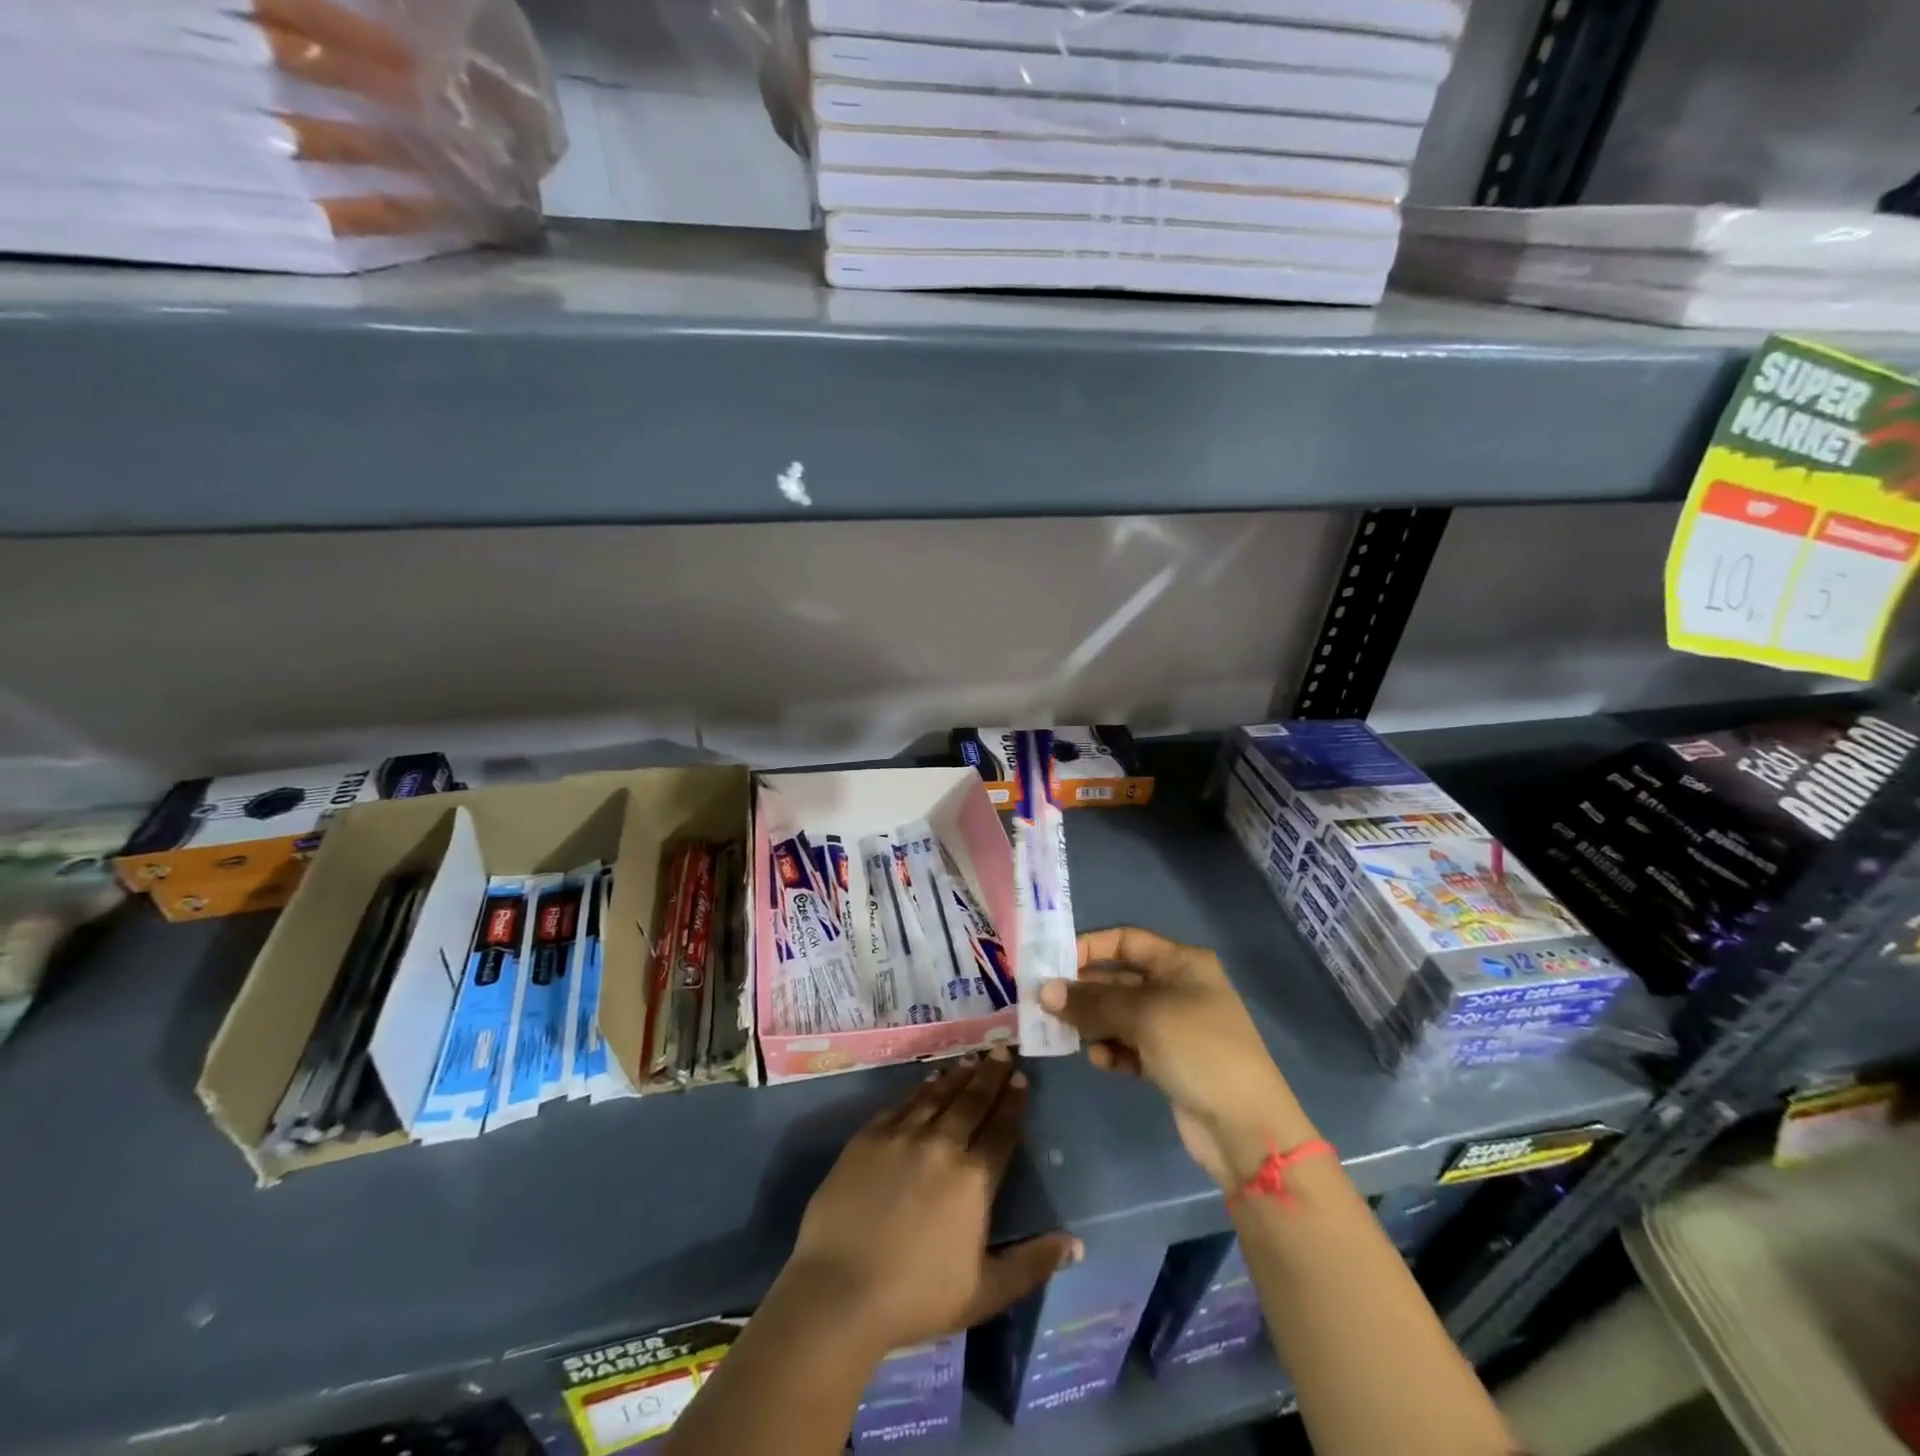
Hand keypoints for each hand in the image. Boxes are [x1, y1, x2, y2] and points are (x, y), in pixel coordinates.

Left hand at [781, 1051, 1081, 1354]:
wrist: (839, 1291)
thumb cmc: (916, 1298)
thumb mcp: (984, 1292)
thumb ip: (1031, 1265)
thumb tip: (1074, 1244)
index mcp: (973, 1180)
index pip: (1001, 1130)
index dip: (1013, 1103)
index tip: (1021, 1080)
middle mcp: (942, 1145)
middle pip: (972, 1101)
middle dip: (991, 1075)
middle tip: (1003, 1051)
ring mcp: (902, 1136)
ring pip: (938, 1095)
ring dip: (959, 1075)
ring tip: (973, 1059)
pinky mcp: (869, 1136)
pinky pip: (903, 1103)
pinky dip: (921, 1088)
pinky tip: (930, 1080)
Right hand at [1039, 927, 1318, 1188]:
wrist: (1246, 1127)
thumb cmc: (1198, 1049)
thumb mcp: (1143, 1016)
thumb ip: (1091, 1002)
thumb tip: (1043, 991)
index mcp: (1181, 963)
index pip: (1125, 940)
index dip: (1090, 947)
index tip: (1052, 963)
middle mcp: (1177, 988)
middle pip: (1119, 978)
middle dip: (1085, 991)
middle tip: (1047, 1003)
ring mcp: (1174, 1026)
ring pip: (1120, 1014)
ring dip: (1094, 1023)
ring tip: (1069, 1035)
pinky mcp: (1169, 1061)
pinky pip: (1129, 1045)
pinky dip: (1112, 1049)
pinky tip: (1101, 1061)